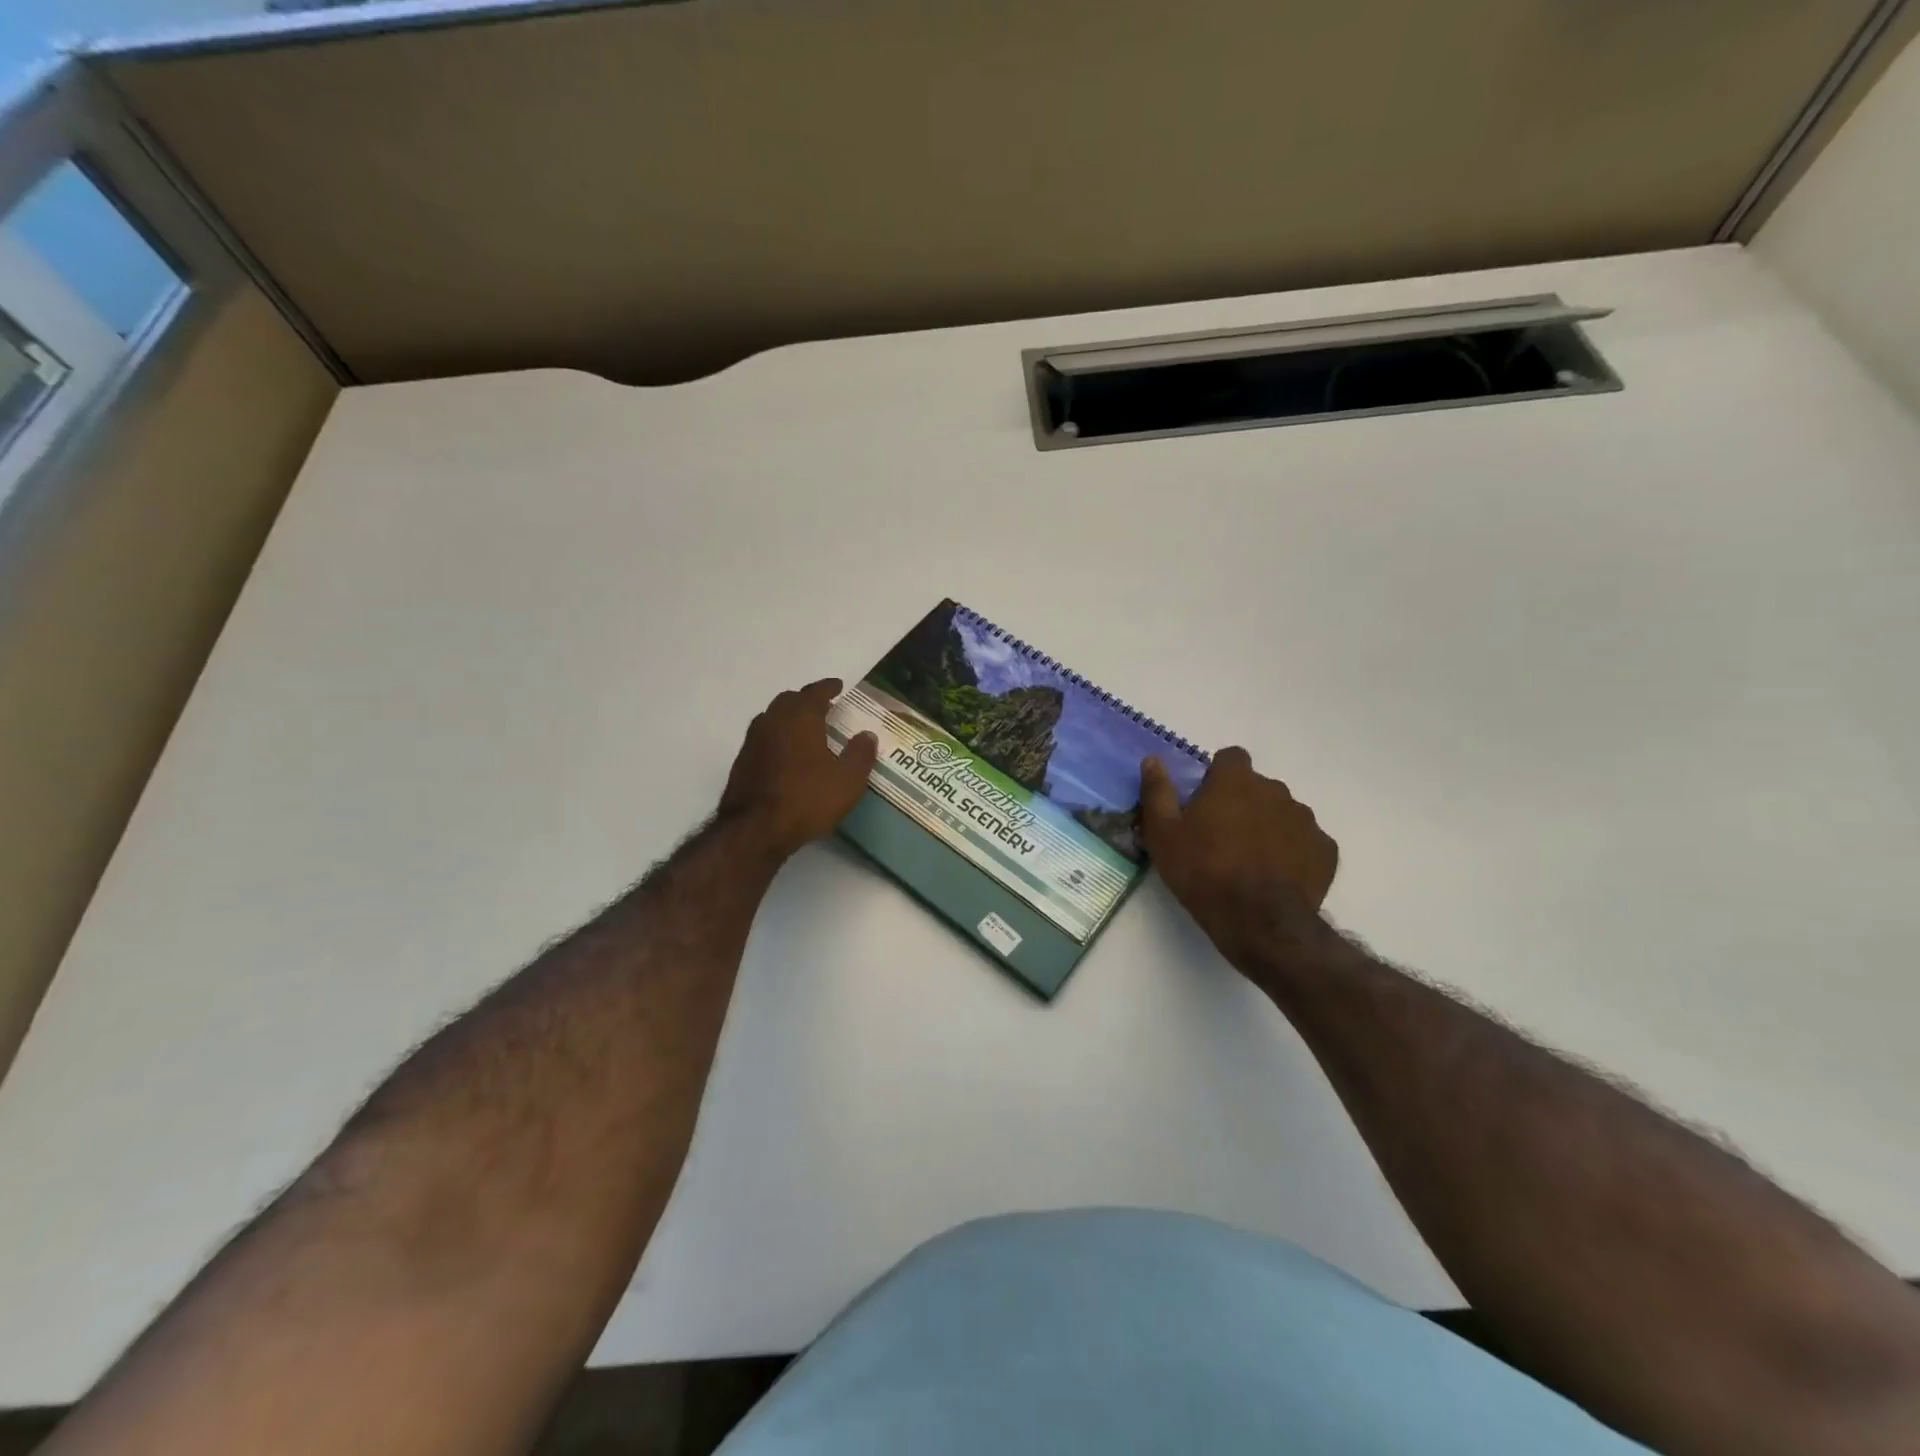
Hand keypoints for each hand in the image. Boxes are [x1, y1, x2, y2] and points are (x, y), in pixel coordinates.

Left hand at [720, 679, 878, 857]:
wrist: (755, 830)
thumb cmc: (807, 799)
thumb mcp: (848, 780)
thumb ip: (860, 754)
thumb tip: (867, 735)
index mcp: (800, 718)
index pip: (814, 693)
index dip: (828, 687)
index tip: (838, 686)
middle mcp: (773, 722)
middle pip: (788, 700)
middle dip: (806, 699)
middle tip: (822, 706)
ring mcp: (752, 742)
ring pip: (771, 718)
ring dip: (788, 717)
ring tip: (804, 729)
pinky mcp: (741, 763)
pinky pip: (762, 739)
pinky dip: (776, 738)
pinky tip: (785, 754)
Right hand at [1140, 748, 1337, 972]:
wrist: (1258, 922)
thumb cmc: (1202, 872)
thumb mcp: (1163, 834)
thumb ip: (1157, 791)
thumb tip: (1153, 760)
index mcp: (1235, 781)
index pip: (1231, 757)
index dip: (1218, 775)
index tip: (1206, 801)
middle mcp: (1275, 790)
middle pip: (1257, 787)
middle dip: (1243, 803)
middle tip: (1222, 837)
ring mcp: (1305, 820)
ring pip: (1283, 813)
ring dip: (1268, 827)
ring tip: (1251, 861)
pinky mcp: (1325, 850)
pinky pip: (1306, 842)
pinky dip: (1293, 853)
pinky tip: (1277, 877)